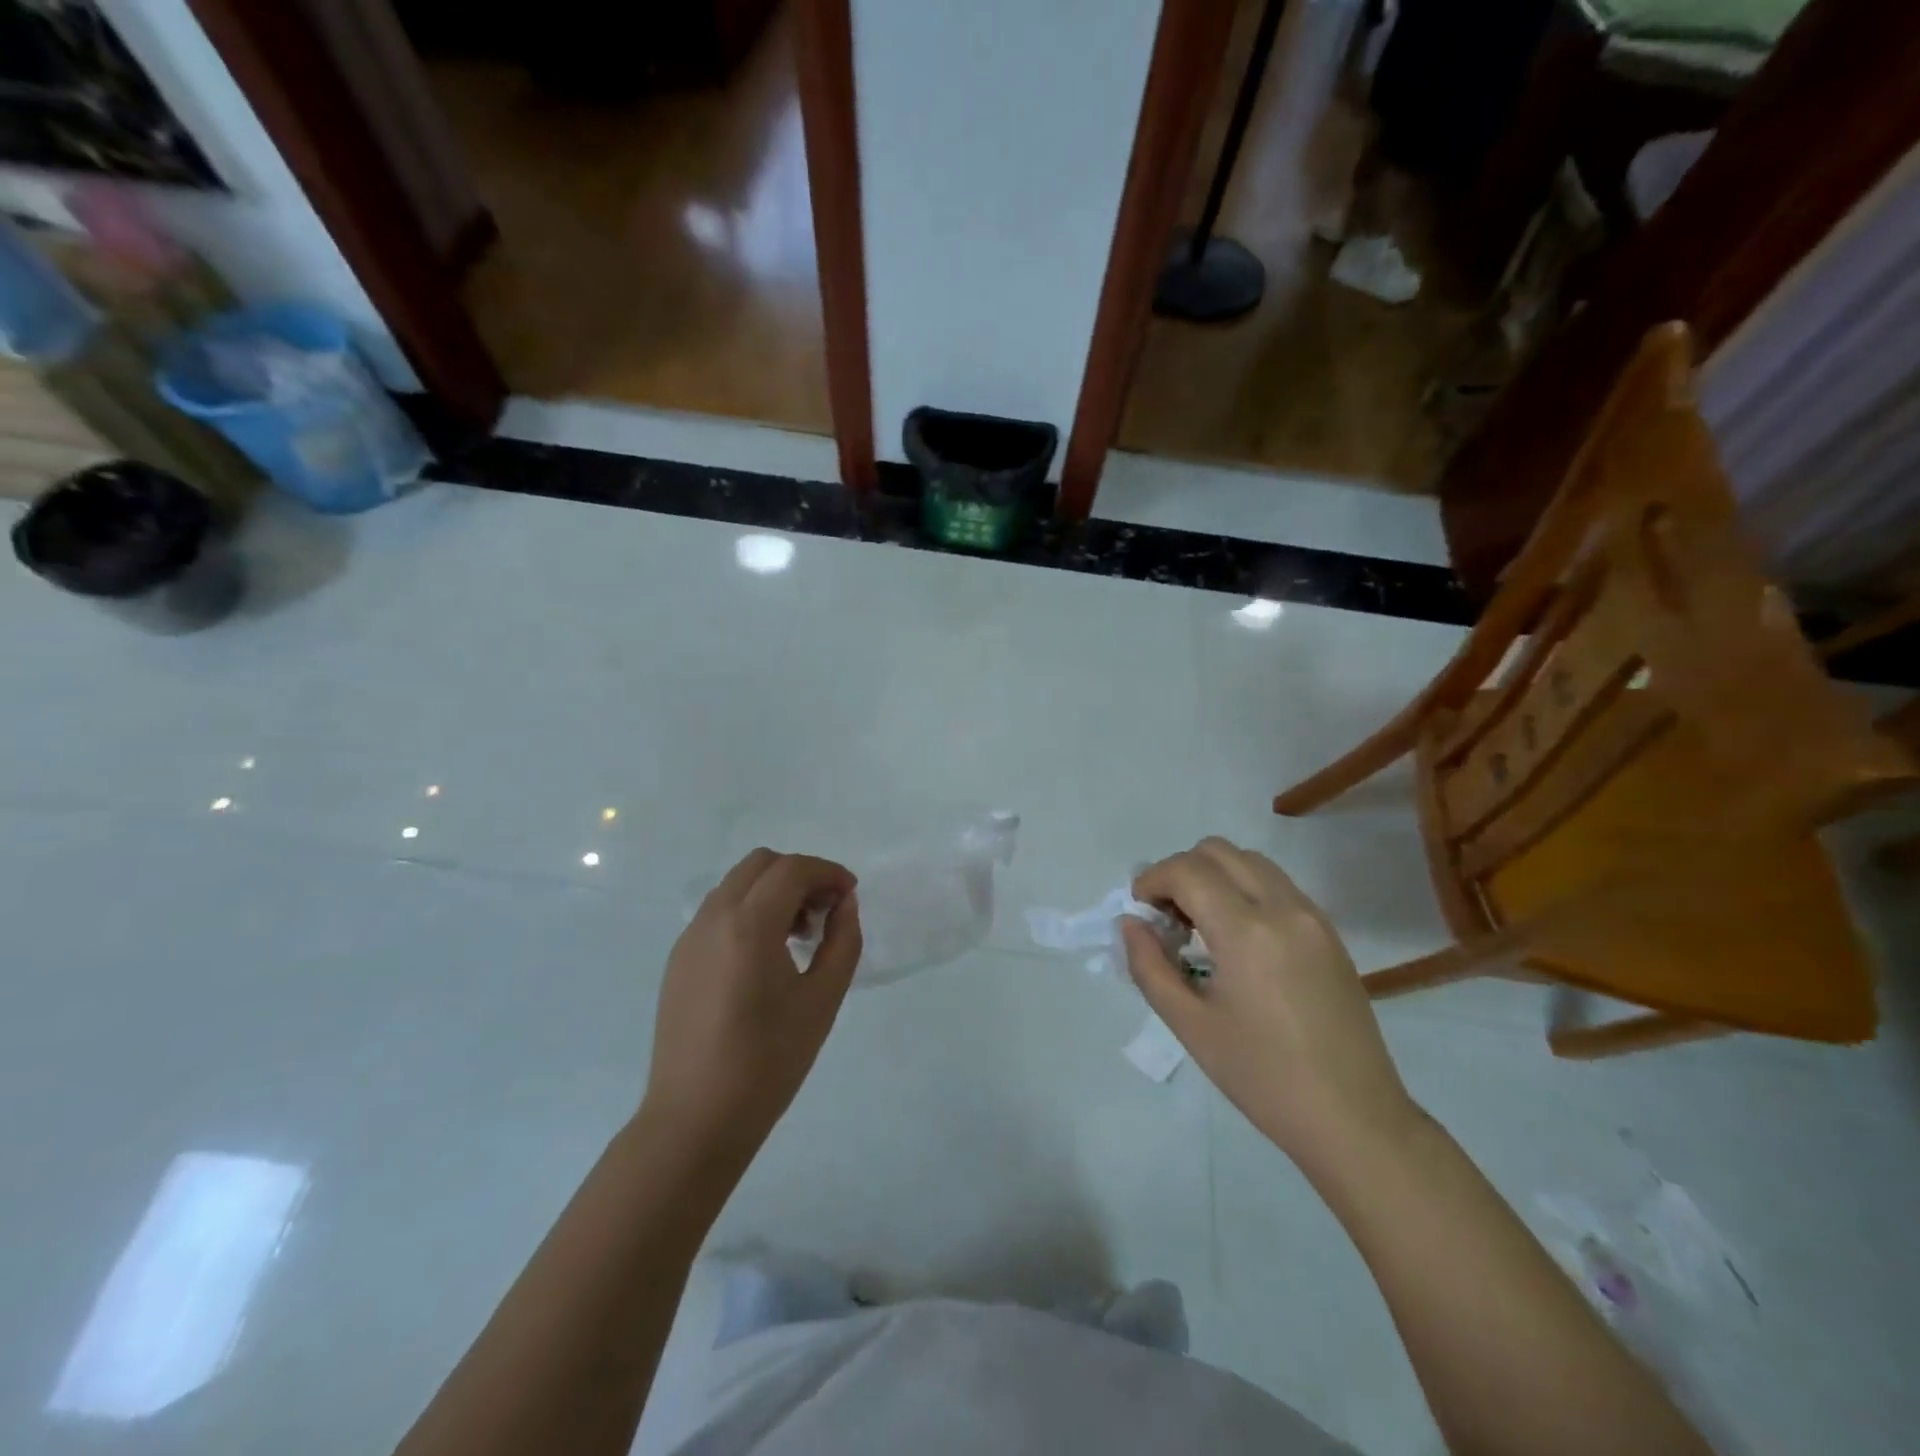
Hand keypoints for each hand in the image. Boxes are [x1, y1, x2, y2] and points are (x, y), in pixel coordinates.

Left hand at [644, 850, 862, 1165]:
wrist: (695, 1119)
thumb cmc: (768, 1062)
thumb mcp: (822, 1000)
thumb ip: (842, 941)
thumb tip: (844, 905)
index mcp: (748, 925)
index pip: (792, 870)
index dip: (827, 873)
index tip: (850, 895)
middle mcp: (713, 919)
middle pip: (760, 864)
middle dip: (800, 875)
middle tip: (825, 912)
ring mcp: (689, 938)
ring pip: (736, 885)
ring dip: (773, 892)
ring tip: (799, 936)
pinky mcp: (678, 960)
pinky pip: (719, 913)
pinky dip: (749, 912)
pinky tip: (767, 956)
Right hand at [1122, 839, 1417, 1170]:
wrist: (1354, 1119)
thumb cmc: (1263, 1077)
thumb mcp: (1190, 1025)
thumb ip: (1149, 966)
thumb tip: (1131, 924)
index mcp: (1246, 931)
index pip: (1187, 871)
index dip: (1152, 880)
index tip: (1139, 911)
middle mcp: (1283, 908)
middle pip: (1218, 851)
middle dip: (1181, 871)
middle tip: (1167, 916)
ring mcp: (1313, 918)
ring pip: (1251, 862)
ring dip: (1214, 876)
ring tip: (1200, 925)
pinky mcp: (1329, 934)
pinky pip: (1277, 886)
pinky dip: (1245, 890)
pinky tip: (1236, 938)